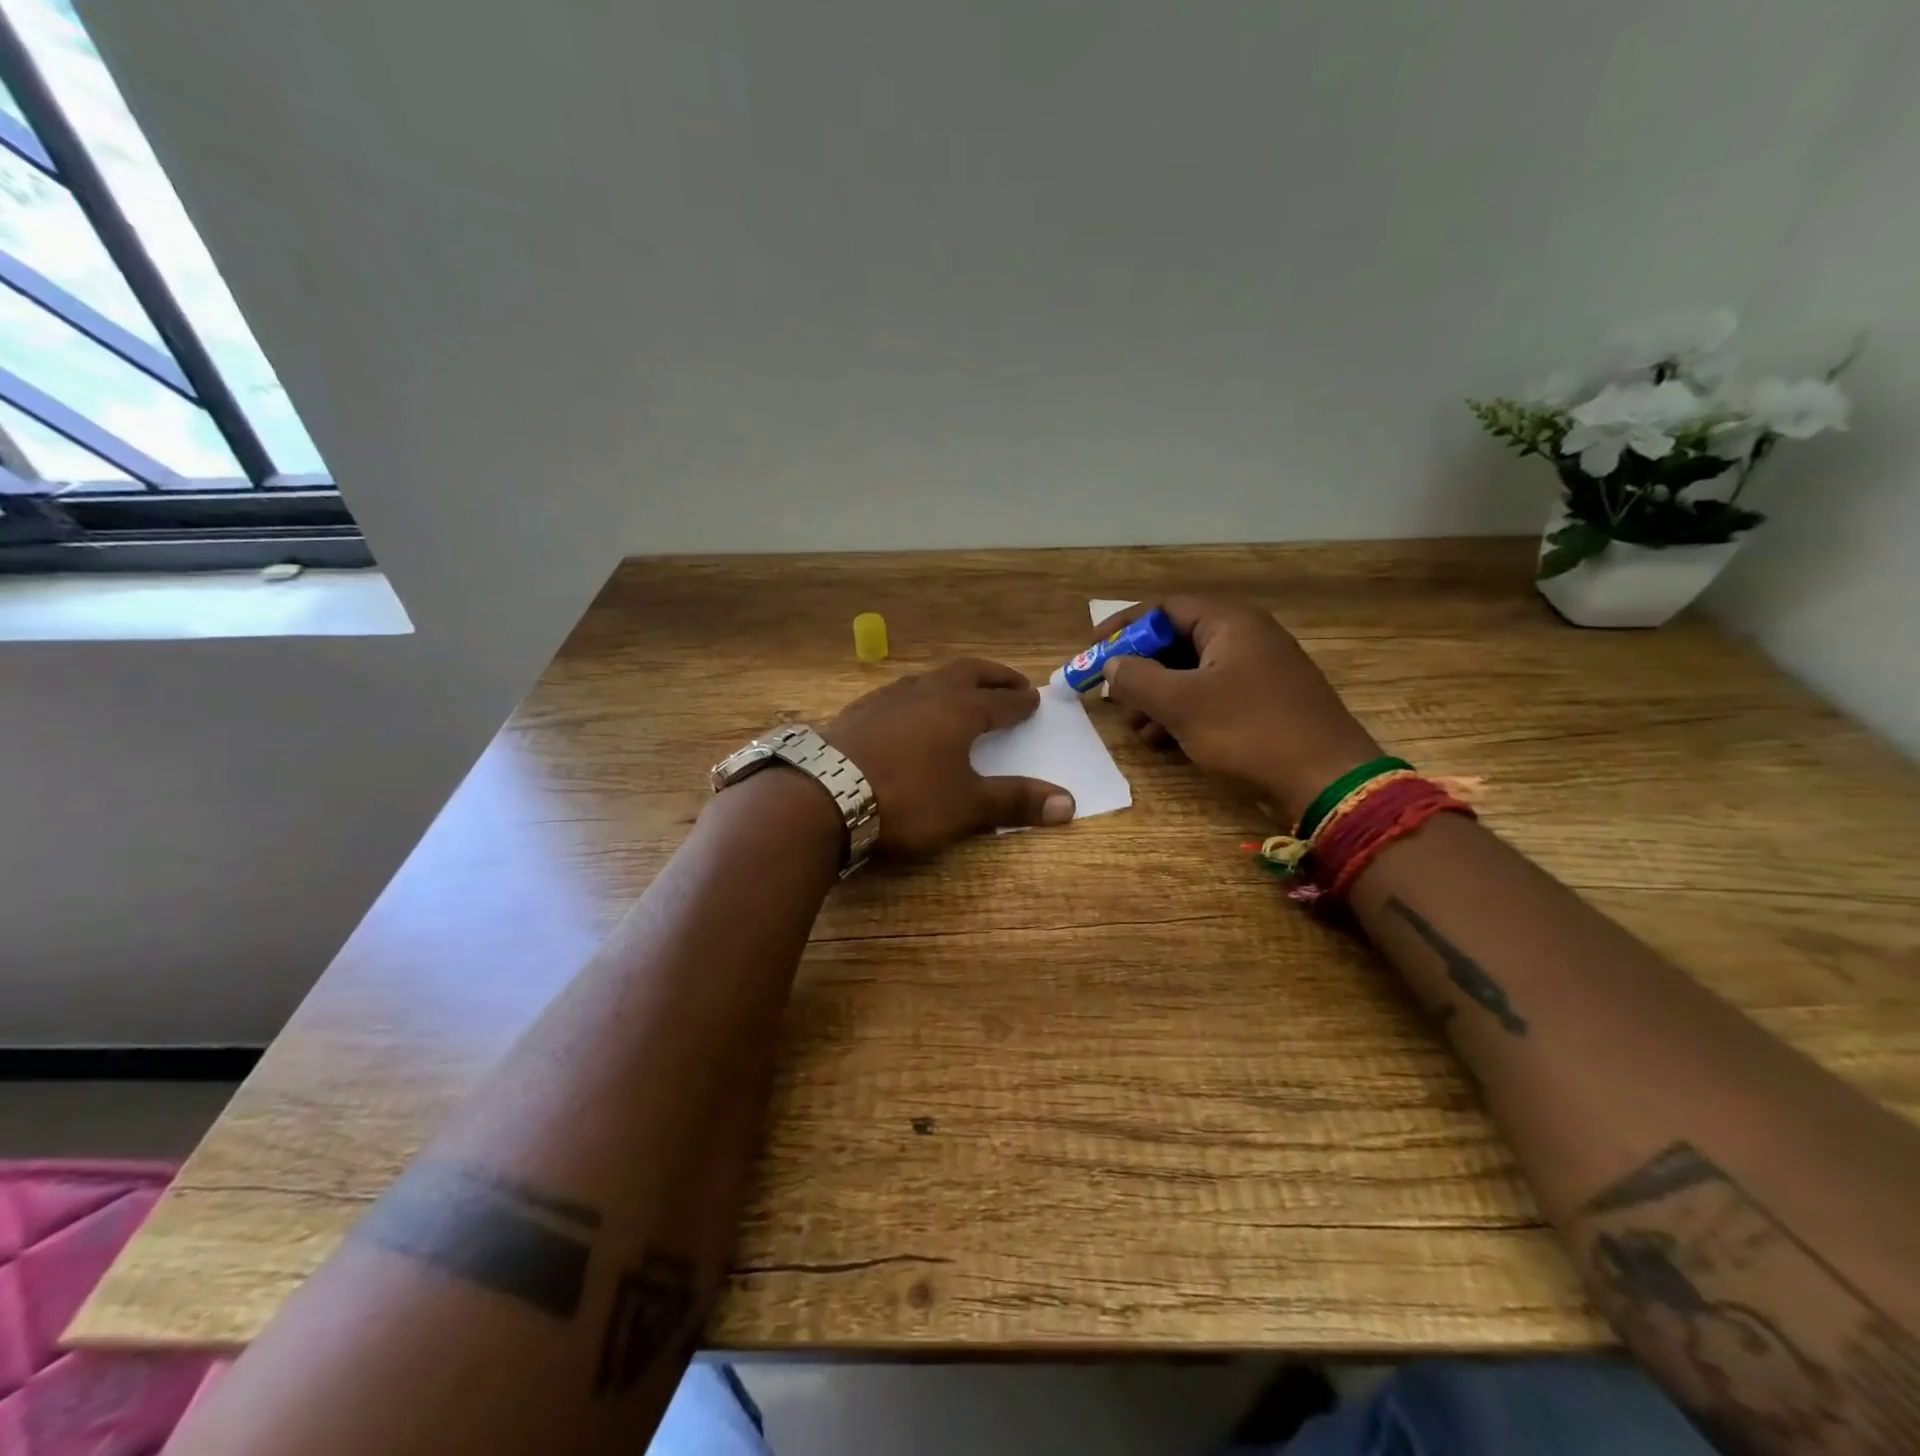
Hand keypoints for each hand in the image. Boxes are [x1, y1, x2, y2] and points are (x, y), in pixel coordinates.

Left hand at [822, 659, 1074, 853]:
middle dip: (993, 676)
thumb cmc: (907, 798)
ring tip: (962, 690)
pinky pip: (899, 692)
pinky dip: (918, 694)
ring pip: (930, 678)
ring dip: (954, 681)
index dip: (1019, 702)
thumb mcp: (967, 805)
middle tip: (1012, 681)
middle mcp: (926, 693)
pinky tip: (908, 711)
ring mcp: (887, 698)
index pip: (999, 701)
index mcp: (959, 710)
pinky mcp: (858, 711)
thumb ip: (1015, 802)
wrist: (824, 793)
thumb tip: (1070, 803)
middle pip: (967, 673)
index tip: (1034, 699)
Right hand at [1090, 597, 1380, 821]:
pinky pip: (1212, 694)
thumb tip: (1113, 664)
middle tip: (1112, 694)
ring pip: (1192, 672)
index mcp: (1229, 622)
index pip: (1163, 608)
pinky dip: (1184, 712)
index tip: (1092, 651)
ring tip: (1136, 729)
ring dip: (1158, 697)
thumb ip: (1137, 679)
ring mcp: (1259, 669)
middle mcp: (1246, 636)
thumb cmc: (1248, 730)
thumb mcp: (1181, 704)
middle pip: (1176, 640)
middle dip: (1140, 669)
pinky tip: (1165, 741)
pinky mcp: (1266, 700)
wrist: (1327, 778)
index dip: (1123, 628)